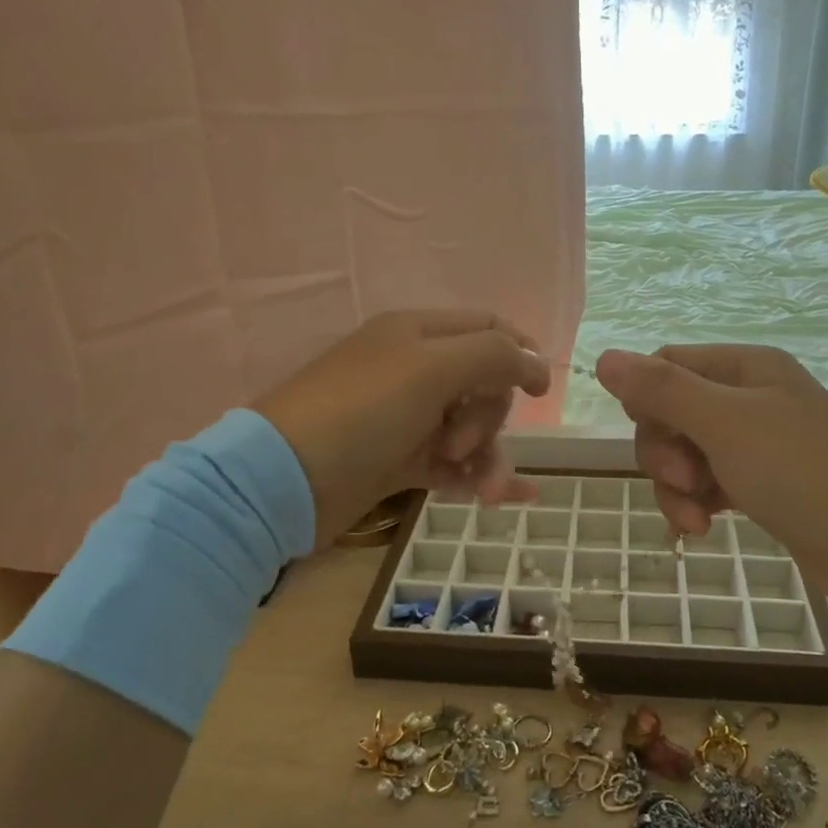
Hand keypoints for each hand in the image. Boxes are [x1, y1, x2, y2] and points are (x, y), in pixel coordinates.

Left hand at [256, 311, 551, 546]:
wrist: (285, 481)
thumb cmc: (361, 411)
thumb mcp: (432, 369)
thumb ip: (493, 356)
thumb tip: (537, 360)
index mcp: (418, 333)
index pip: (487, 328)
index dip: (521, 354)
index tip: (543, 392)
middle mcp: (414, 370)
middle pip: (483, 383)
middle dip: (489, 416)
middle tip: (462, 442)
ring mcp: (406, 417)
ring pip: (470, 428)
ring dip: (487, 456)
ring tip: (487, 492)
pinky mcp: (398, 460)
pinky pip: (452, 464)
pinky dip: (476, 478)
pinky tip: (503, 498)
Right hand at [594, 344, 827, 613]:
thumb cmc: (802, 472)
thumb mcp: (724, 424)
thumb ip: (661, 390)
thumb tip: (604, 358)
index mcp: (744, 367)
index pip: (665, 365)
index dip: (645, 401)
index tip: (653, 437)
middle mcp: (748, 397)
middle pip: (670, 413)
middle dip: (663, 452)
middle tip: (684, 481)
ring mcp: (756, 443)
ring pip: (684, 454)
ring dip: (675, 487)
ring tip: (695, 518)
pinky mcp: (761, 483)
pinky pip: (707, 484)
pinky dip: (696, 504)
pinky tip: (702, 530)